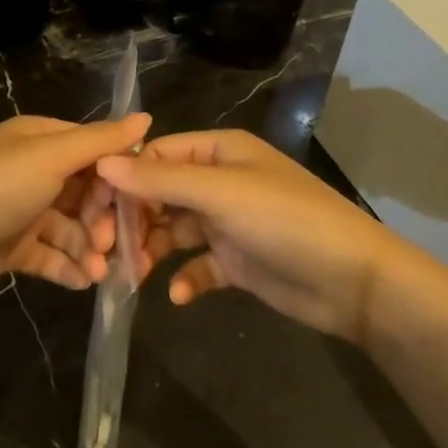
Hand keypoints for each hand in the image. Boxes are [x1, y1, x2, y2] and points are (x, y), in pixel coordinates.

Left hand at [0, 113, 150, 310]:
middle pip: (84, 191)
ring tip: (100, 272)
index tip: (141, 201)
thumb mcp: (49, 157)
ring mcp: (20, 210)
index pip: (91, 149)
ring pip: (70, 227)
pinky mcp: (12, 247)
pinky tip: (84, 282)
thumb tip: (147, 118)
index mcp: (36, 139)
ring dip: (89, 248)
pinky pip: (51, 254)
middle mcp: (30, 170)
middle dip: (104, 219)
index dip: (117, 174)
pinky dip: (68, 266)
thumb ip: (99, 141)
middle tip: (114, 245)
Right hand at [95, 129, 400, 341]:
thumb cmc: (285, 221)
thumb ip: (160, 180)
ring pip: (174, 231)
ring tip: (135, 275)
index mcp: (219, 152)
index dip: (124, 180)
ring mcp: (228, 223)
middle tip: (108, 250)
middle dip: (134, 220)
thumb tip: (102, 162)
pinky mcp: (236, 261)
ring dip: (152, 250)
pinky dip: (184, 277)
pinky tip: (178, 294)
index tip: (94, 211)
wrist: (353, 281)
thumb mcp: (220, 194)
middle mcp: (220, 182)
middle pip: (160, 194)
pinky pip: (197, 265)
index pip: (156, 156)